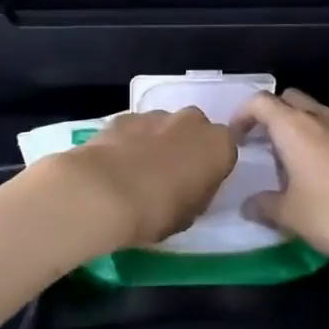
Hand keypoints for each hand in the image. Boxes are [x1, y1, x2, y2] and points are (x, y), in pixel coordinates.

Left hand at [49, 108, 238, 252]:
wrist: (104, 192)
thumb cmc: (157, 211)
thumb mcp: (190, 214)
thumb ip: (197, 192)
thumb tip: (189, 185)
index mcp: (218, 145)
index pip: (225, 150)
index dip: (211, 167)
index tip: (198, 184)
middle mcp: (192, 121)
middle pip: (195, 130)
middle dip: (185, 147)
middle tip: (170, 175)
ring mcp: (157, 114)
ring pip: (164, 126)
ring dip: (157, 142)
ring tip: (138, 172)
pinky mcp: (125, 115)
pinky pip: (135, 128)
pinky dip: (131, 141)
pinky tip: (117, 164)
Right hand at [230, 89, 328, 279]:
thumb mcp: (290, 216)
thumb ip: (263, 205)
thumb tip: (248, 205)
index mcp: (295, 128)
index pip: (261, 102)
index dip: (243, 114)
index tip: (236, 137)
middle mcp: (322, 119)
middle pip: (291, 99)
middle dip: (273, 115)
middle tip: (265, 144)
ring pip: (319, 114)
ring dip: (302, 128)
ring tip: (297, 161)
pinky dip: (328, 143)